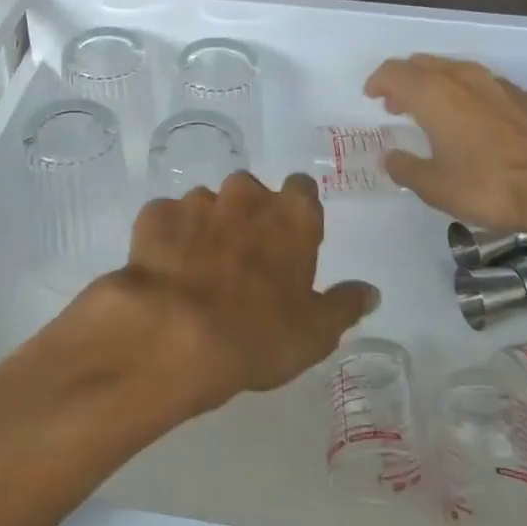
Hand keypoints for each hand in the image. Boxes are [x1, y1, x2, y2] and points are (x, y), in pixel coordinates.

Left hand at [88, 172, 377, 414]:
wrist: (172, 335)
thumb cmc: (256, 336)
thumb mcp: (315, 334)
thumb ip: (344, 305)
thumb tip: (370, 291)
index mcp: (291, 215)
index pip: (303, 189)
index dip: (296, 214)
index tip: (290, 242)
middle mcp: (245, 195)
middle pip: (251, 194)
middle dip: (247, 217)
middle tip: (242, 261)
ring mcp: (197, 201)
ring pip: (207, 205)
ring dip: (207, 228)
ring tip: (198, 271)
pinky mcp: (155, 214)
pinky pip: (167, 219)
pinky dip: (168, 237)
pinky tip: (165, 270)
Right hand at [365, 53, 526, 252]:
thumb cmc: (490, 185)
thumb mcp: (436, 187)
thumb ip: (406, 169)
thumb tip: (390, 157)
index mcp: (433, 94)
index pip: (394, 71)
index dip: (379, 81)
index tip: (372, 96)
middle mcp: (462, 78)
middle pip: (423, 64)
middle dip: (405, 81)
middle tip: (397, 105)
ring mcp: (498, 83)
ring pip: (456, 70)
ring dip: (437, 85)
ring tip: (434, 112)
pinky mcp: (526, 96)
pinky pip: (484, 85)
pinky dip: (468, 96)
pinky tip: (476, 123)